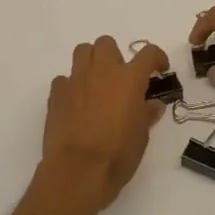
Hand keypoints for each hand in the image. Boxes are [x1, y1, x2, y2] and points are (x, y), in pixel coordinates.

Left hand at [39, 36, 170, 214]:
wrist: (78, 171)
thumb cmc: (117, 154)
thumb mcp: (141, 136)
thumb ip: (147, 114)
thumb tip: (152, 105)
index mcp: (129, 79)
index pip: (148, 53)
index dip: (157, 58)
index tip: (158, 69)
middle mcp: (102, 71)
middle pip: (107, 43)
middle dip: (115, 55)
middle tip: (120, 78)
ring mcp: (76, 79)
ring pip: (82, 51)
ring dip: (91, 62)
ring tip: (96, 83)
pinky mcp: (56, 93)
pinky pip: (64, 79)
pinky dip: (71, 86)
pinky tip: (75, 104)